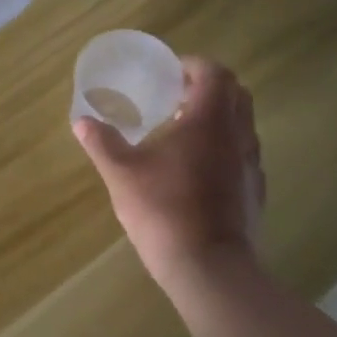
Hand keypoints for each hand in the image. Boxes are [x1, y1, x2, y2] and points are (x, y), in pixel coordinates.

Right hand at [73, 57, 265, 300]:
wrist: (210, 270)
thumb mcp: (122, 174)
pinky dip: (224, 148)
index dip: (193, 65)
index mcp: (209, 121)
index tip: (169, 73)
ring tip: (182, 132)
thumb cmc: (164, 211)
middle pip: (236, 94)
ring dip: (217, 118)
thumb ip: (102, 143)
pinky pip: (243, 155)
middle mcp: (237, 136)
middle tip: (175, 97)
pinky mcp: (254, 193)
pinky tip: (195, 170)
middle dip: (208, 88)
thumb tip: (82, 121)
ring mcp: (251, 166)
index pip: (215, 73)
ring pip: (242, 126)